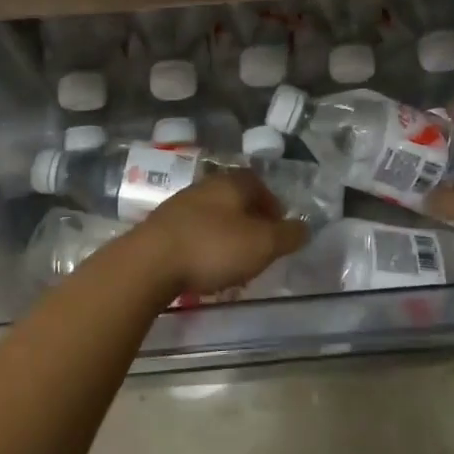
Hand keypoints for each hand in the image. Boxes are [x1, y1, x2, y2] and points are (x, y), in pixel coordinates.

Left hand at [136, 171, 309, 296]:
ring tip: (233, 266)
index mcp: (232, 183)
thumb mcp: (263, 244)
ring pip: (213, 218)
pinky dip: (204, 249)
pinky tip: (204, 271)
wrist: (148, 263)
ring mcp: (179, 206)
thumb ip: (288, 235)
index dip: (273, 206)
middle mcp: (205, 187)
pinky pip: (192, 235)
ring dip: (226, 238)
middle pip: (235, 201)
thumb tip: (304, 227)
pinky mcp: (160, 229)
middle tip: (260, 250)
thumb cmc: (213, 248)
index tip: (279, 230)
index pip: (259, 185)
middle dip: (250, 224)